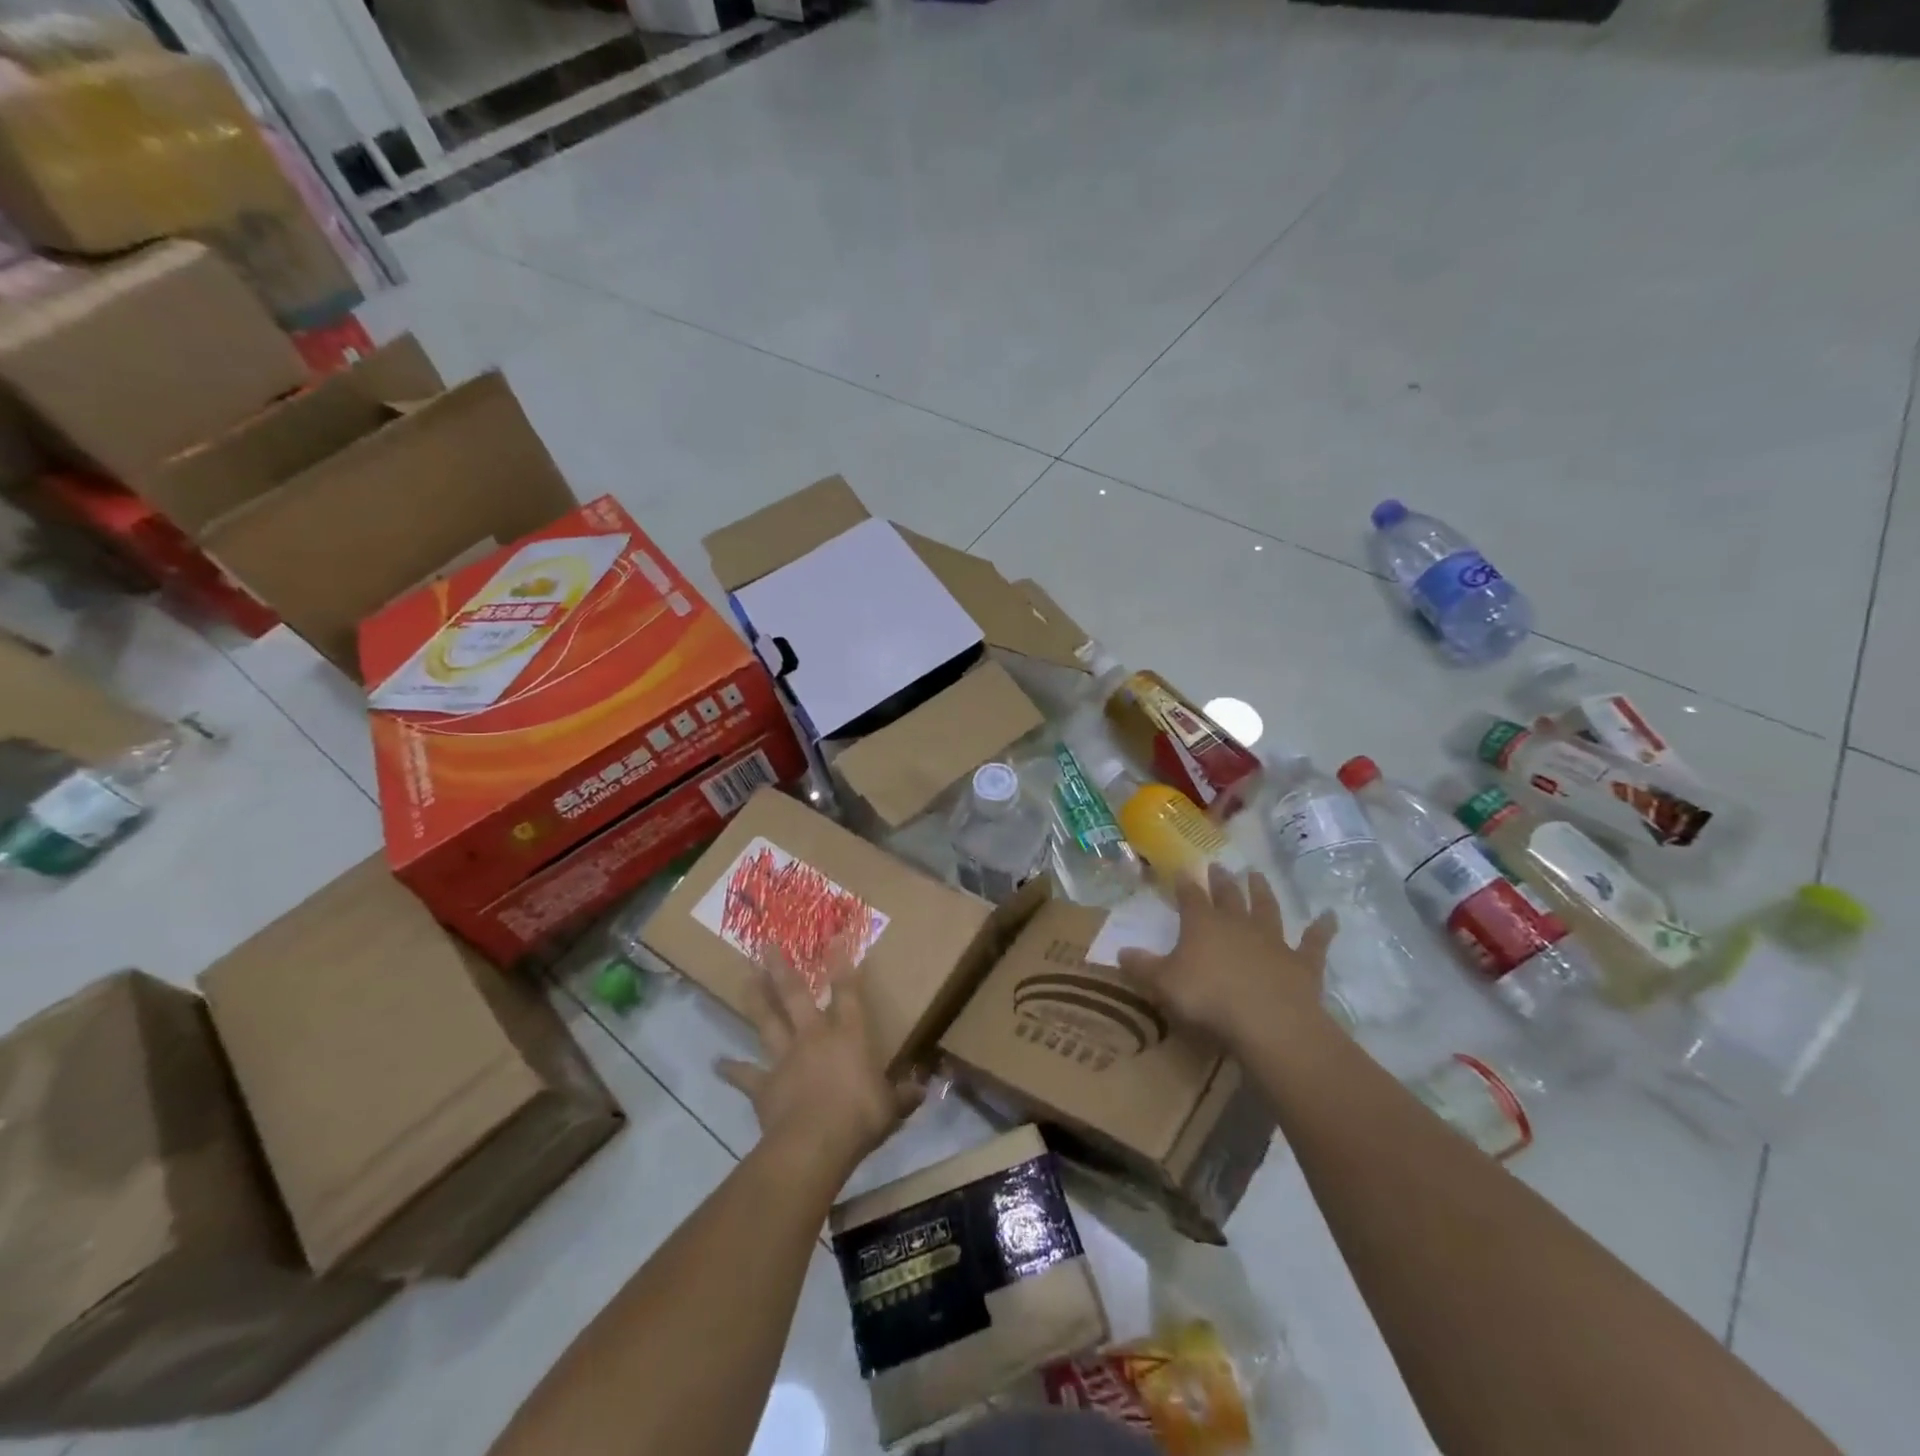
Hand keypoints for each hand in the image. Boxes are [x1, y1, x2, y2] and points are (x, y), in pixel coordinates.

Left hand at [716, 943, 923, 1178]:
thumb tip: (922, 1089)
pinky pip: (745, 1074)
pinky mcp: (764, 1085)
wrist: (814, 1144)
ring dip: (756, 999)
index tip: (835, 936)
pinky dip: (730, 1069)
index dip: (843, 962)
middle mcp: (814, 1037)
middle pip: (796, 995)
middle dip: (782, 968)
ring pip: (768, 1022)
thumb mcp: (891, 1107)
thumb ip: (904, 1095)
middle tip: (767, 944)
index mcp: (849, 1035)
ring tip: (745, 977)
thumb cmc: (859, 1117)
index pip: (847, 991)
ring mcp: (785, 1058)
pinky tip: (716, 1063)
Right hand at [1117, 863, 1336, 1048]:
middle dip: (1222, 881)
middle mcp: (1238, 923)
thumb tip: (1119, 951)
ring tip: (1258, 875)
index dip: (1185, 883)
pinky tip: (1331, 916)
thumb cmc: (1208, 999)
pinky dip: (1323, 929)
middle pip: (1229, 896)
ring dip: (1263, 892)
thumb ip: (1142, 967)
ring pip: (1267, 909)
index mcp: (1202, 924)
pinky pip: (1314, 942)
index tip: (1181, 869)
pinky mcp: (1303, 962)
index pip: (1190, 896)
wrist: (1268, 1021)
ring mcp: (1273, 940)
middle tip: (1219, 867)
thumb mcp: (1163, 984)